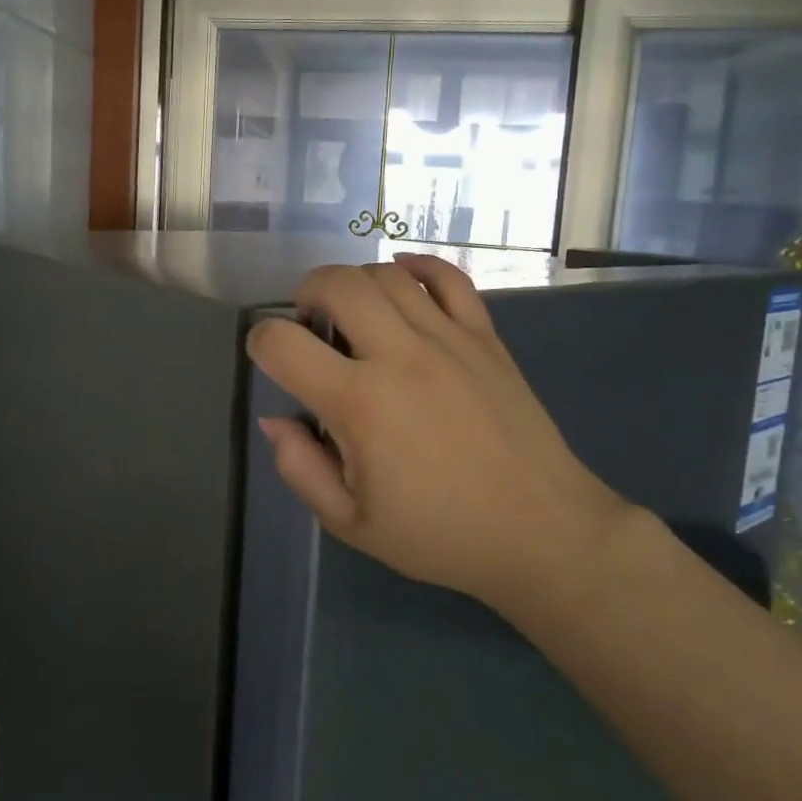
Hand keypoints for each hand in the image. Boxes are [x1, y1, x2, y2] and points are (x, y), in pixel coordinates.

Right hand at [247, 254, 637, 614]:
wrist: (542, 532)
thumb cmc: (440, 533)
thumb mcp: (350, 523)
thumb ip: (301, 467)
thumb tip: (276, 418)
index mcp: (359, 404)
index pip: (282, 343)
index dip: (260, 342)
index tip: (268, 358)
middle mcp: (400, 355)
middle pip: (336, 283)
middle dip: (306, 293)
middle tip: (309, 324)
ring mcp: (449, 339)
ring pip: (387, 273)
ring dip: (355, 282)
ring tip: (354, 313)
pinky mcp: (486, 337)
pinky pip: (449, 278)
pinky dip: (418, 267)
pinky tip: (403, 279)